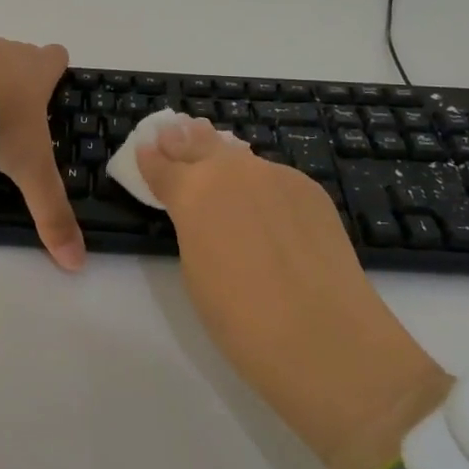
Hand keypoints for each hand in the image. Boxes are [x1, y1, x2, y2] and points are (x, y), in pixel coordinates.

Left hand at [0, 25, 84, 271]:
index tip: (49, 89)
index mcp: (34, 71)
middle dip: (13, 76)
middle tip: (4, 113)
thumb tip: (77, 263)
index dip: (55, 70)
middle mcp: (5, 49)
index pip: (57, 57)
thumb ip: (52, 212)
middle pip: (17, 55)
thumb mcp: (28, 171)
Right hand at [136, 117, 449, 468]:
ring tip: (209, 141)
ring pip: (239, 154)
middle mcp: (231, 170)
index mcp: (192, 191)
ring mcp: (275, 175)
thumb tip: (200, 209)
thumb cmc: (241, 318)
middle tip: (173, 130)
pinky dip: (259, 178)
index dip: (150, 158)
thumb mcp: (195, 268)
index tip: (144, 148)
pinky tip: (259, 190)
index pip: (162, 166)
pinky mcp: (310, 189)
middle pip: (200, 145)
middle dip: (183, 140)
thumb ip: (192, 226)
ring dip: (220, 149)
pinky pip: (273, 175)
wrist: (324, 337)